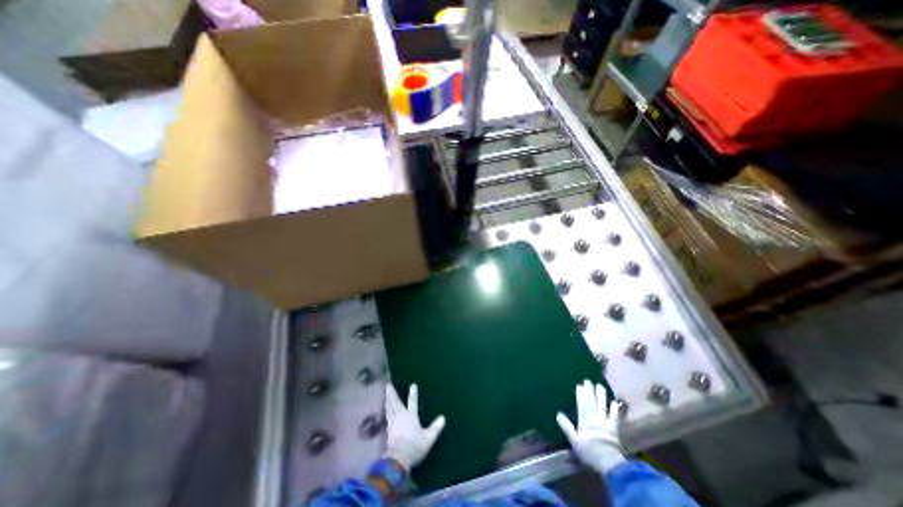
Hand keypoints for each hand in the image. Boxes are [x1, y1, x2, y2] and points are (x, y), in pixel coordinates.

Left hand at [384, 385, 447, 471]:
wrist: (397, 460)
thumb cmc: (414, 447)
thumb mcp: (428, 438)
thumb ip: (436, 428)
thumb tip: (443, 418)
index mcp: (411, 416)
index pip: (413, 402)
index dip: (413, 393)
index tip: (413, 384)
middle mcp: (401, 417)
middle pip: (395, 403)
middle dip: (392, 393)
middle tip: (388, 385)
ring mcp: (393, 424)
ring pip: (389, 409)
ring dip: (387, 401)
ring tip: (385, 395)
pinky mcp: (388, 432)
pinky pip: (387, 418)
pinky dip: (386, 412)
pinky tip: (385, 412)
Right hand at [554, 377, 626, 472]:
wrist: (609, 463)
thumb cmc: (589, 451)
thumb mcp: (574, 440)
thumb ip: (567, 427)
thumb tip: (558, 414)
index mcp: (584, 419)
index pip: (582, 403)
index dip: (581, 393)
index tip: (579, 384)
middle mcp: (594, 417)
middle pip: (592, 401)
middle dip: (589, 390)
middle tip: (588, 380)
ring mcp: (605, 421)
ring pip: (603, 405)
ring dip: (601, 395)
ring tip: (599, 385)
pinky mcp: (615, 428)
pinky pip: (614, 416)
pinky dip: (614, 408)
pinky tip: (614, 402)